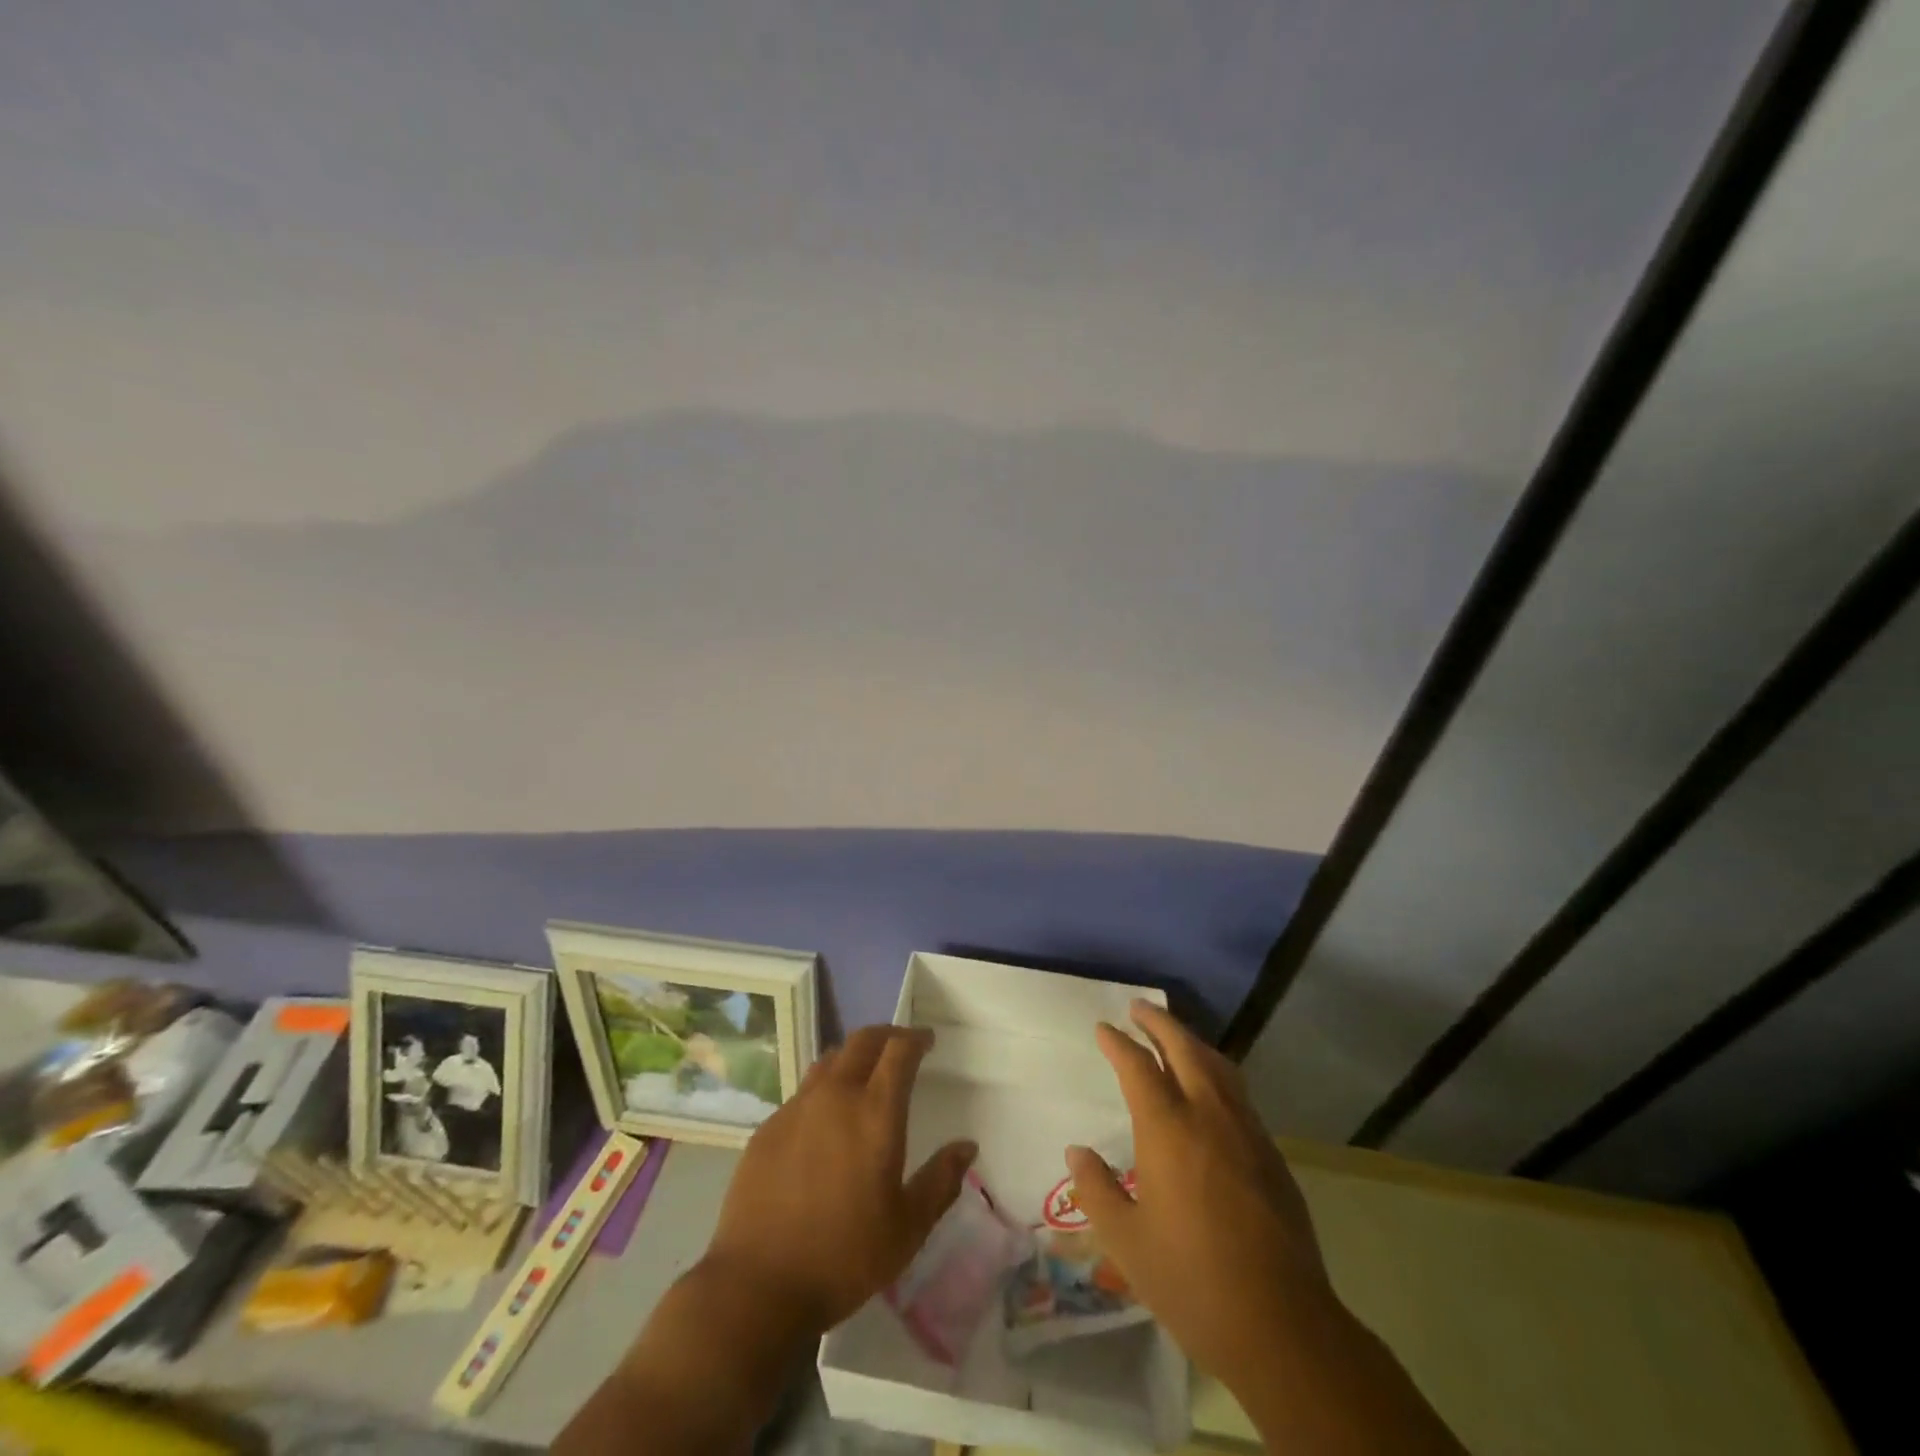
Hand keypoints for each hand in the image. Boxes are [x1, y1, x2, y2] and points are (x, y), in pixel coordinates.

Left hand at [701, 1024, 976, 1334]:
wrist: (757, 1285)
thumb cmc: (844, 1257)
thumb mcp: (908, 1228)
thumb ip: (941, 1181)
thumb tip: (966, 1146)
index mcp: (875, 1112)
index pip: (899, 1050)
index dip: (916, 1038)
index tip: (927, 1041)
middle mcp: (835, 1096)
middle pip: (862, 1041)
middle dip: (886, 1036)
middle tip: (901, 1047)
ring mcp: (796, 1108)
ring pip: (830, 1061)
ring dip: (853, 1057)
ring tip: (864, 1076)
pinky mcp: (768, 1128)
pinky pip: (803, 1092)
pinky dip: (824, 1090)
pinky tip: (825, 1121)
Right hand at [1067, 999, 1333, 1395]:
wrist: (1283, 1326)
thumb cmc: (1192, 1282)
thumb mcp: (1127, 1242)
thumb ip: (1097, 1190)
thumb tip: (1077, 1152)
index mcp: (1169, 1130)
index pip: (1139, 1067)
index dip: (1118, 1044)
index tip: (1103, 1029)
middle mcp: (1210, 1117)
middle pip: (1185, 1049)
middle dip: (1159, 1024)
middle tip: (1138, 1008)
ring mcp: (1247, 1133)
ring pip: (1218, 1067)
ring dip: (1191, 1042)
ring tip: (1173, 1036)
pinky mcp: (1272, 1155)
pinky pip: (1238, 1093)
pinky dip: (1216, 1072)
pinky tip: (1209, 1090)